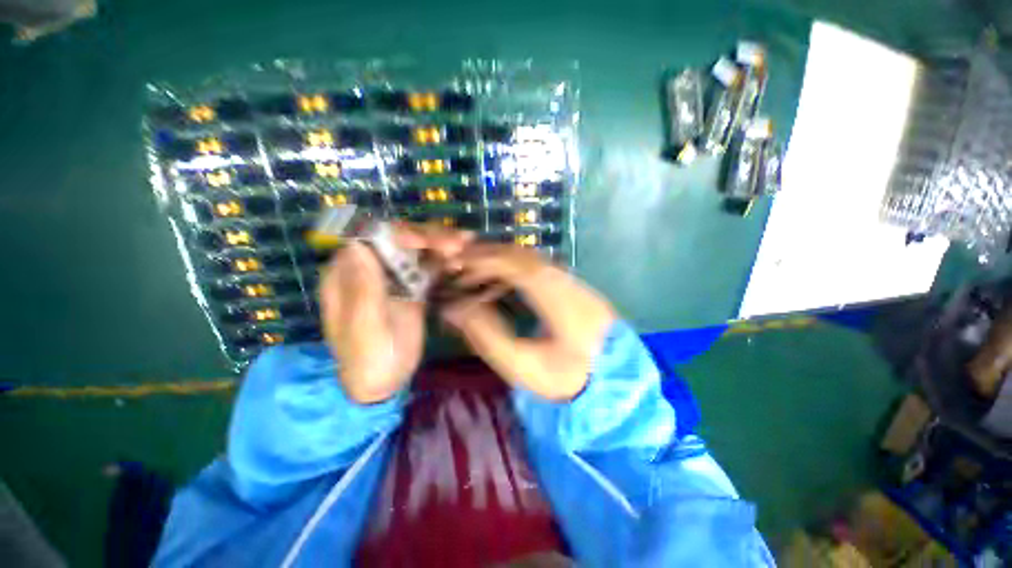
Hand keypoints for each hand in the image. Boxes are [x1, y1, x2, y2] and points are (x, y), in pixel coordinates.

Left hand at [319, 223, 471, 403]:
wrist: (384, 381)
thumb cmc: (367, 360)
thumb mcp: (364, 329)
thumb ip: (362, 289)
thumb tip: (357, 244)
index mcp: (348, 275)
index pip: (368, 239)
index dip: (395, 234)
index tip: (423, 242)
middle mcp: (371, 269)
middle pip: (397, 240)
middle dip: (426, 237)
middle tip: (456, 245)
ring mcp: (394, 277)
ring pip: (416, 250)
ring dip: (440, 245)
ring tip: (465, 245)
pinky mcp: (413, 286)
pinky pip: (429, 267)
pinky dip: (445, 261)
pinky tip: (461, 259)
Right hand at [441, 243, 616, 400]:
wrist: (614, 385)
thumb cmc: (566, 380)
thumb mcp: (522, 365)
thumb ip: (487, 335)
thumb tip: (455, 308)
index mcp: (559, 298)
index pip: (516, 264)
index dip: (483, 259)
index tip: (456, 263)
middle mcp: (568, 281)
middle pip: (523, 255)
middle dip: (488, 257)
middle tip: (460, 268)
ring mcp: (574, 282)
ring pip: (530, 260)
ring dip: (500, 263)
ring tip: (474, 277)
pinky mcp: (574, 288)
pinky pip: (538, 269)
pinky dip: (513, 272)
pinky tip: (500, 287)